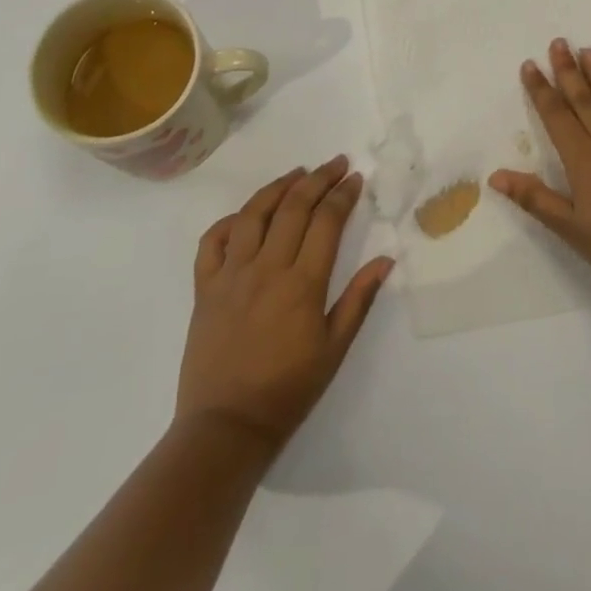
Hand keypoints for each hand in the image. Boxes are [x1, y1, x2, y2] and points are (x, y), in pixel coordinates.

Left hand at [178, 157, 393, 454]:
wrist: (226, 426)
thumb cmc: (288, 390)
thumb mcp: (334, 349)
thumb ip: (359, 300)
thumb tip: (385, 260)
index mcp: (302, 284)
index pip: (326, 222)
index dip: (342, 195)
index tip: (355, 178)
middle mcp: (266, 268)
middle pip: (293, 207)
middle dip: (318, 179)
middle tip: (335, 164)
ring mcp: (231, 274)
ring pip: (253, 214)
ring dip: (277, 186)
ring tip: (297, 173)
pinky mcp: (205, 287)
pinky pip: (212, 241)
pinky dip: (229, 221)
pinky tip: (246, 215)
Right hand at [489, 40, 590, 304]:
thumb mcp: (573, 230)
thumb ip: (536, 199)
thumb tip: (496, 175)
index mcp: (584, 160)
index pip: (556, 116)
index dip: (541, 90)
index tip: (530, 65)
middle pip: (585, 99)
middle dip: (568, 70)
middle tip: (559, 42)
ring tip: (589, 52)